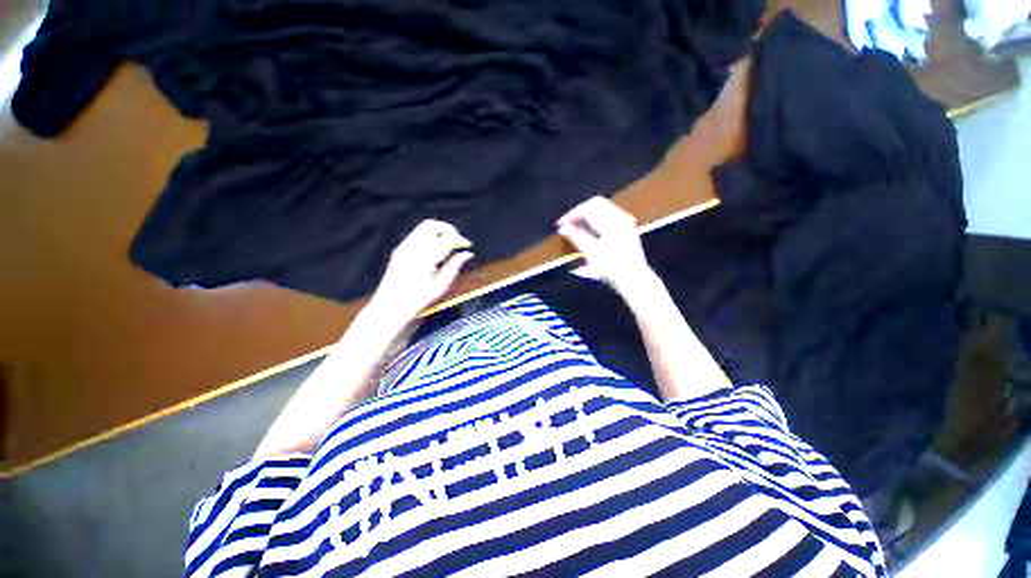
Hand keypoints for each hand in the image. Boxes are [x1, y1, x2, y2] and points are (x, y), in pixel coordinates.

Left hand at [370, 219, 473, 322]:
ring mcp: (404, 247)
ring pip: (424, 227)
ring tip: (448, 243)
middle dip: (449, 229)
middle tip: (458, 239)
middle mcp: (413, 249)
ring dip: (439, 231)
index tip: (468, 244)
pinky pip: (417, 234)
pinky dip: (430, 236)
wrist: (391, 305)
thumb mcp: (441, 285)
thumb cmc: (419, 299)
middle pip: (433, 225)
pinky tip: (435, 249)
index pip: (446, 240)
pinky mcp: (399, 248)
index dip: (460, 239)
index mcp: (425, 259)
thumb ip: (454, 266)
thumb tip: (468, 253)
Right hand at [556, 196, 656, 298]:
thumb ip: (576, 237)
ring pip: (603, 208)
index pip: (588, 208)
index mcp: (611, 222)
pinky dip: (597, 218)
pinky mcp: (628, 228)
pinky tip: (590, 230)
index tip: (561, 224)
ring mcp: (626, 222)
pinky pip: (610, 214)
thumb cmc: (612, 268)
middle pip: (596, 204)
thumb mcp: (590, 253)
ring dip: (588, 214)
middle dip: (580, 212)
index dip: (572, 214)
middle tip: (567, 224)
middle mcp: (620, 218)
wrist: (633, 278)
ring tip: (576, 227)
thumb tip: (562, 227)